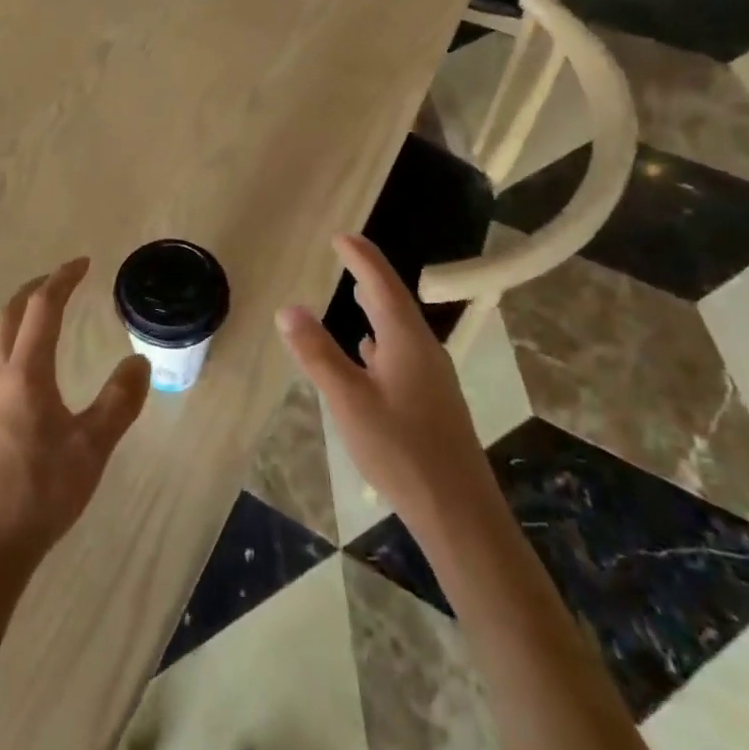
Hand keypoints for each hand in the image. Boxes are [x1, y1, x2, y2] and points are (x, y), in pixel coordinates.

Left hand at [0, 258, 151, 575]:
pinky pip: (0, 358)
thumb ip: (118, 402)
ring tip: (52, 312)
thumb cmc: (40, 493)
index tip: (84, 263)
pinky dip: (19, 338)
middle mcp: (1, 376)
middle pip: (10, 313)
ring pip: (0, 335)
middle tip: (64, 280)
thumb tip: (140, 361)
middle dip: (36, 288)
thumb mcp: (92, 447)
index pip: (42, 309)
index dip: (63, 280)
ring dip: (23, 312)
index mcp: (26, 374)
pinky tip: (39, 363)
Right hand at [276, 234, 487, 523]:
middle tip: (347, 256)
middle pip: (395, 302)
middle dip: (370, 276)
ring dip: (378, 308)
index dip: (361, 258)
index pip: (381, 284)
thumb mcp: (348, 400)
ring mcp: (432, 377)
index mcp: (406, 341)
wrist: (459, 512)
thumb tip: (288, 308)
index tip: (341, 237)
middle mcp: (424, 351)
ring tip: (358, 295)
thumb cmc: (401, 450)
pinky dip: (383, 339)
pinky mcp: (433, 402)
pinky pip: (403, 353)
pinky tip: (370, 353)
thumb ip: (317, 353)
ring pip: (400, 329)